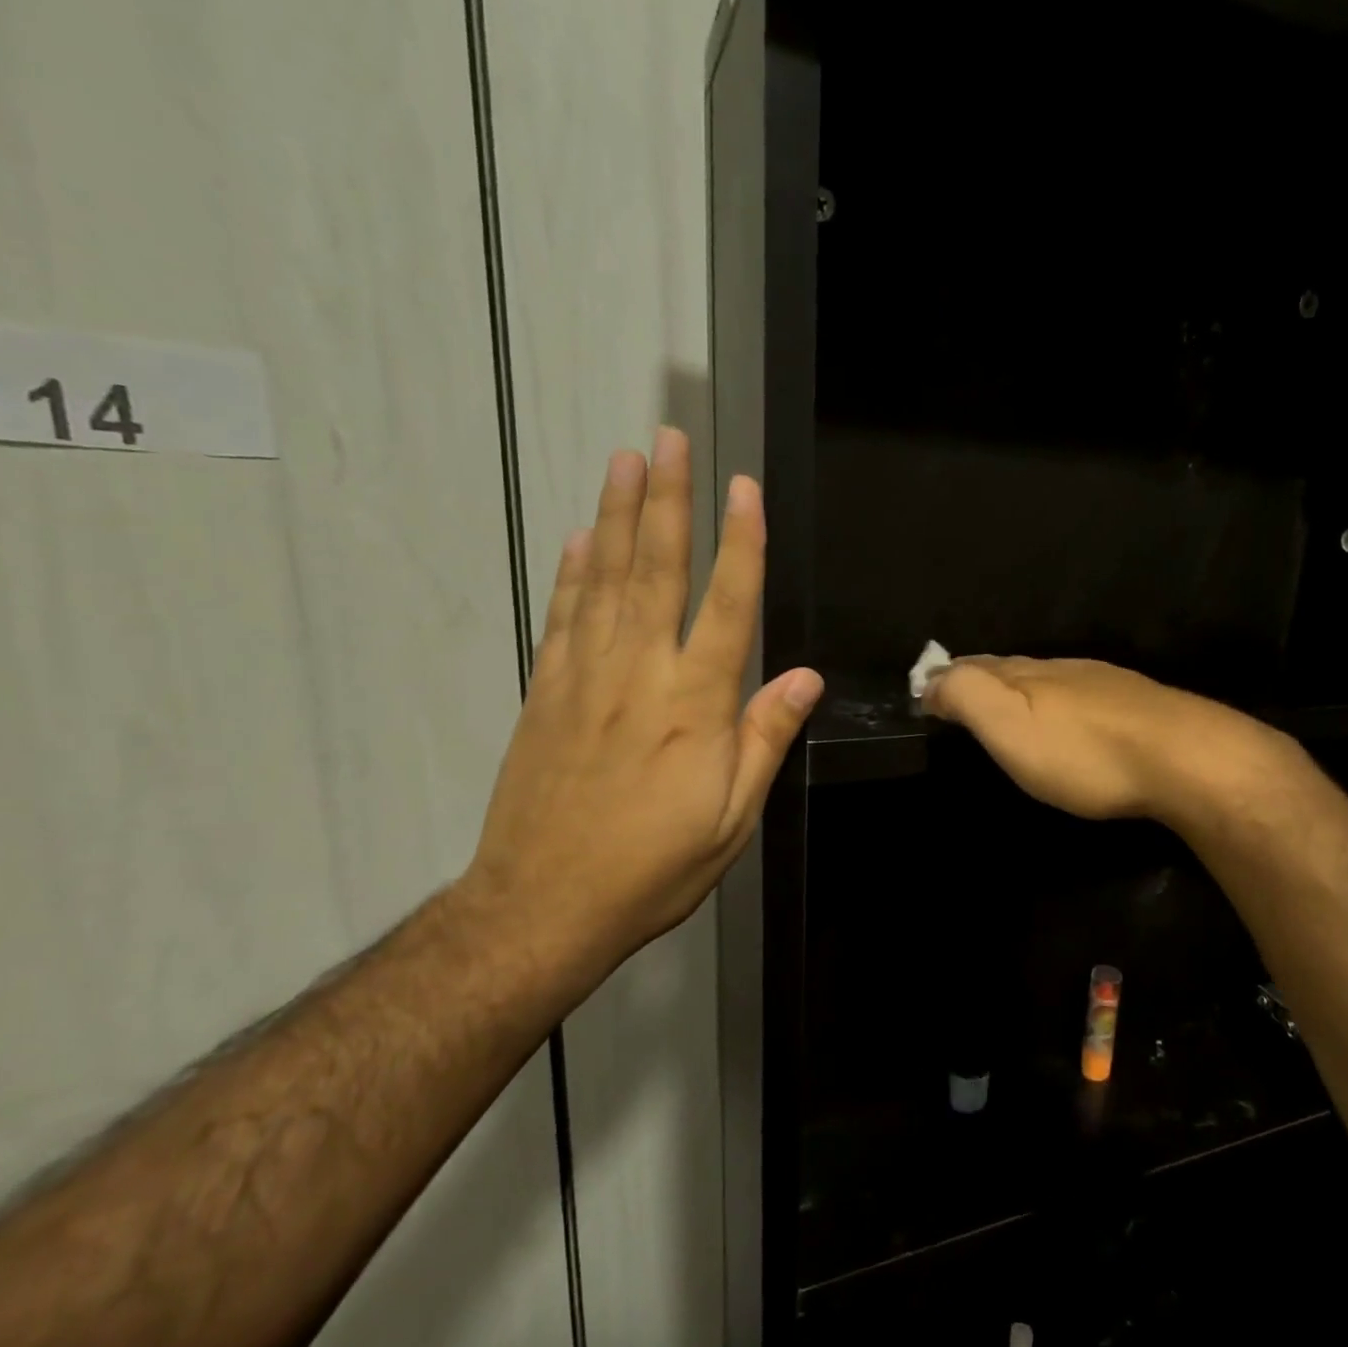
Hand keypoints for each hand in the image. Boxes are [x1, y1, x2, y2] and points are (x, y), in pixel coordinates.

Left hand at [460, 428, 822, 992]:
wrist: (541, 907)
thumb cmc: (653, 868)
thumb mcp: (731, 819)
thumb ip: (765, 740)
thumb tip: (806, 680)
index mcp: (695, 705)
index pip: (727, 606)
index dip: (740, 544)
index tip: (743, 489)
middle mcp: (639, 674)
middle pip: (658, 571)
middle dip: (667, 500)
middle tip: (670, 439)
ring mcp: (584, 679)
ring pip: (603, 580)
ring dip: (616, 516)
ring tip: (624, 461)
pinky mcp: (545, 694)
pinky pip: (562, 617)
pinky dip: (571, 573)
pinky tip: (576, 540)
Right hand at [923, 657, 1282, 823]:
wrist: (1183, 757)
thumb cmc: (1083, 752)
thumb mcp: (1009, 727)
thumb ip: (967, 697)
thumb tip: (931, 680)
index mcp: (1026, 675)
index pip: (974, 667)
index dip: (946, 678)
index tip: (925, 692)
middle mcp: (1060, 668)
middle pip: (1010, 667)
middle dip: (980, 676)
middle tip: (959, 692)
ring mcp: (1101, 682)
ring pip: (1047, 676)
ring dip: (1019, 685)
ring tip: (1006, 701)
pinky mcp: (1134, 703)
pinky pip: (1079, 692)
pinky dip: (1056, 698)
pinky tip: (1066, 712)